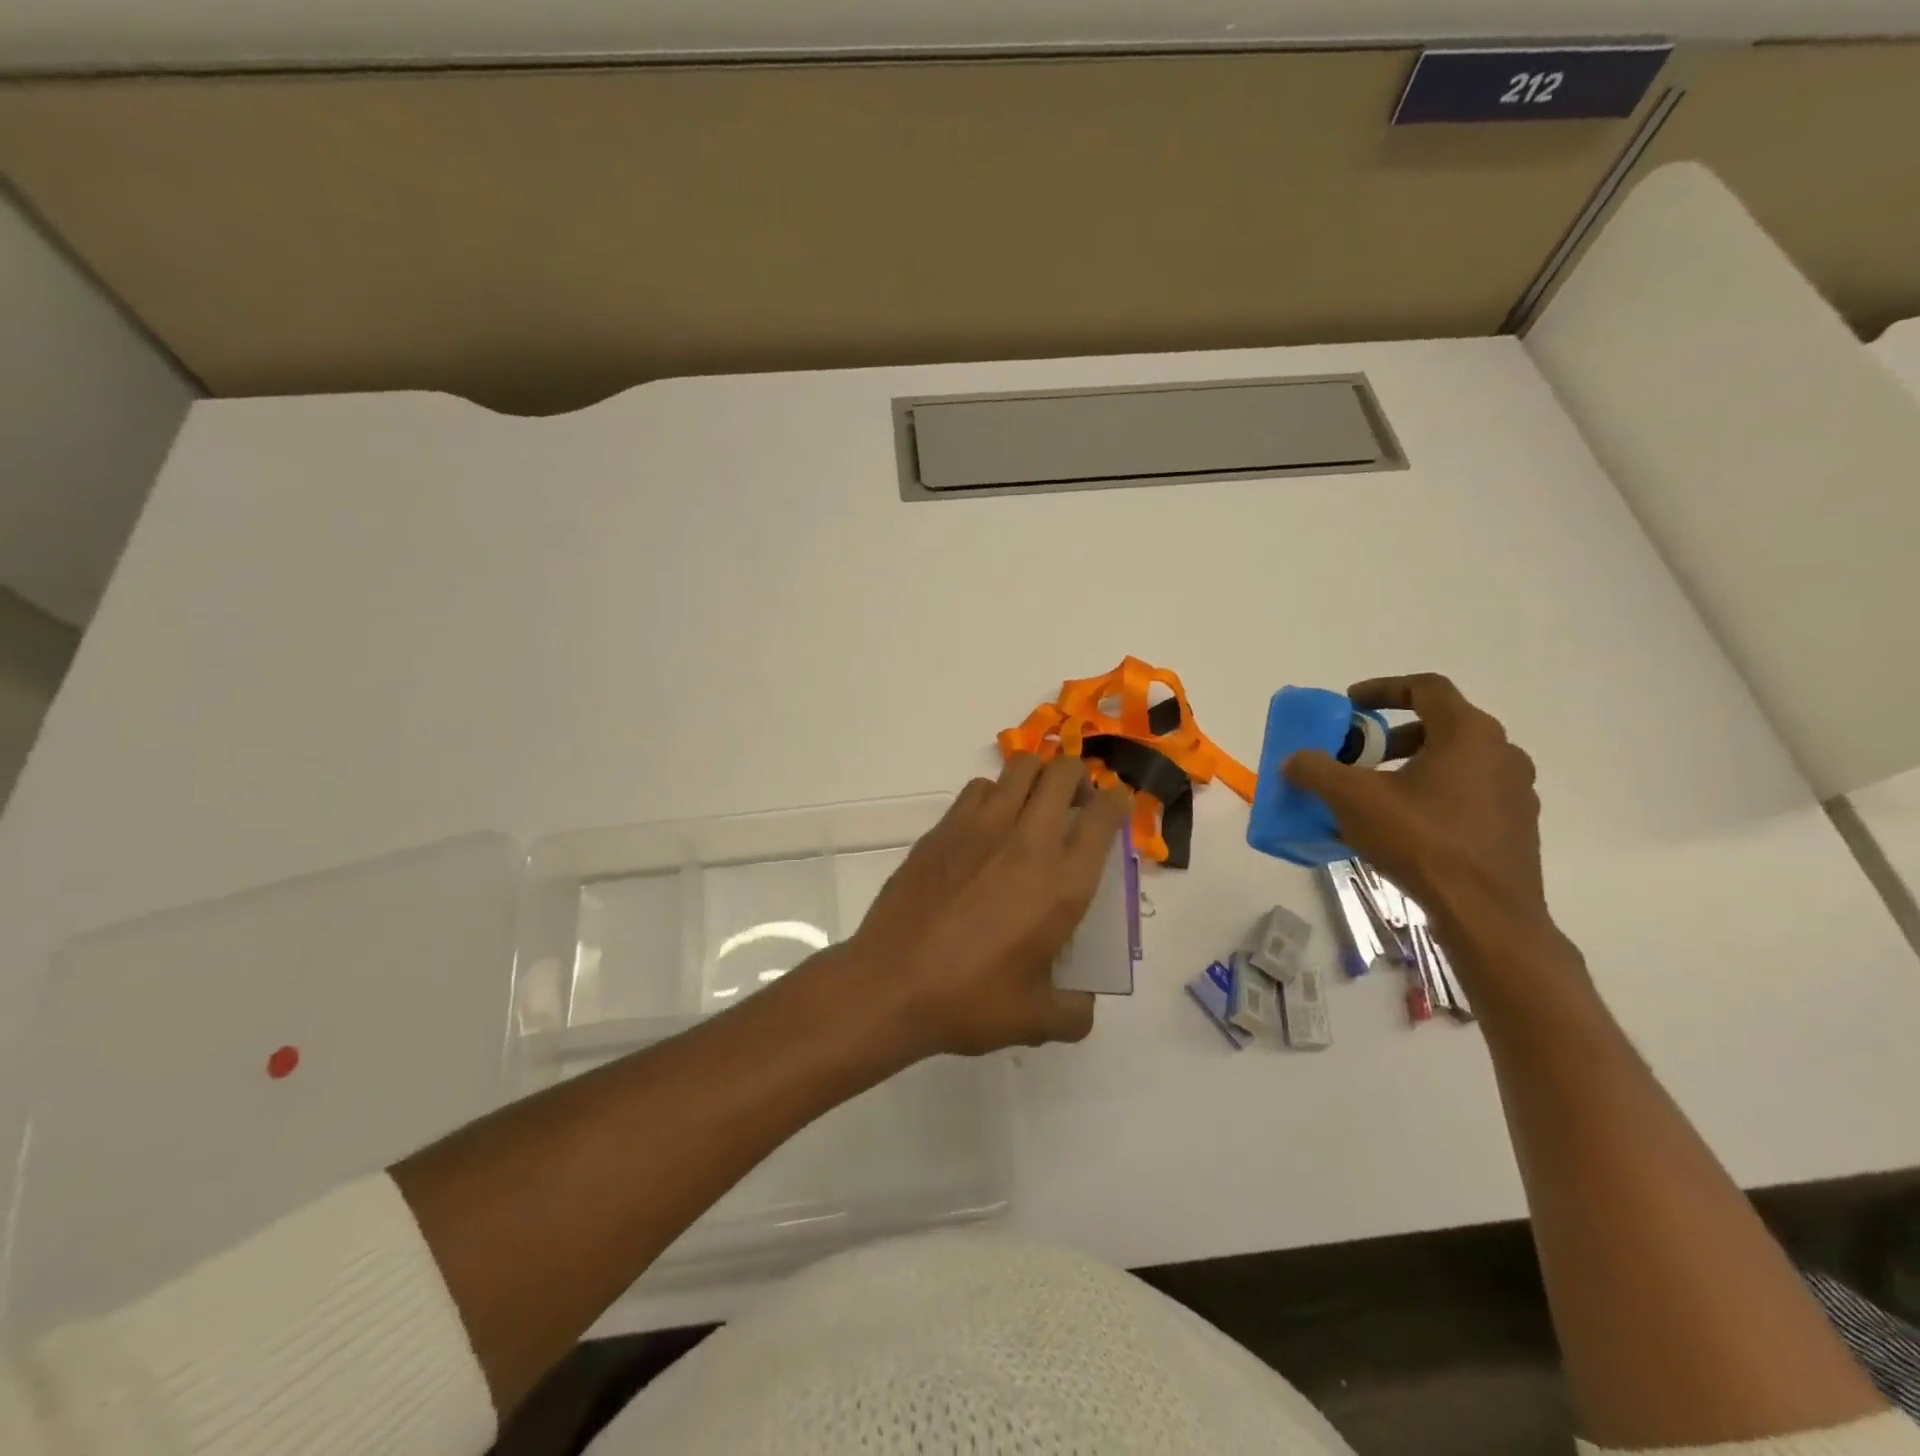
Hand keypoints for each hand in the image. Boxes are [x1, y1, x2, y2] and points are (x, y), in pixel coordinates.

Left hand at [846, 755, 1132, 1056]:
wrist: (891, 984)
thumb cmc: (970, 1001)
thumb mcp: (1037, 1019)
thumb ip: (1074, 1011)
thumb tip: (1083, 1002)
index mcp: (1062, 883)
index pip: (1103, 816)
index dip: (1116, 803)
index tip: (1114, 808)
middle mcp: (1027, 842)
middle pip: (1063, 773)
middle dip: (1079, 777)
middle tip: (1075, 803)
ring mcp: (980, 828)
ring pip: (1020, 768)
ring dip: (1036, 778)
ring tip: (1033, 807)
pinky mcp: (943, 829)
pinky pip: (978, 788)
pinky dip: (994, 794)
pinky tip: (988, 826)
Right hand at [1283, 674, 1552, 945]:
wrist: (1486, 914)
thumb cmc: (1421, 841)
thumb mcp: (1352, 799)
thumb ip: (1316, 771)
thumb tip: (1294, 760)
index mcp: (1468, 733)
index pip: (1426, 687)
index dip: (1383, 688)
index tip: (1351, 704)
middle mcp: (1501, 752)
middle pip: (1441, 725)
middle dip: (1393, 736)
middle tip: (1360, 755)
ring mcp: (1516, 791)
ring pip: (1457, 762)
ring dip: (1413, 766)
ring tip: (1377, 794)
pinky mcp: (1517, 826)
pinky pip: (1469, 794)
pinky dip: (1434, 795)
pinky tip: (1405, 827)